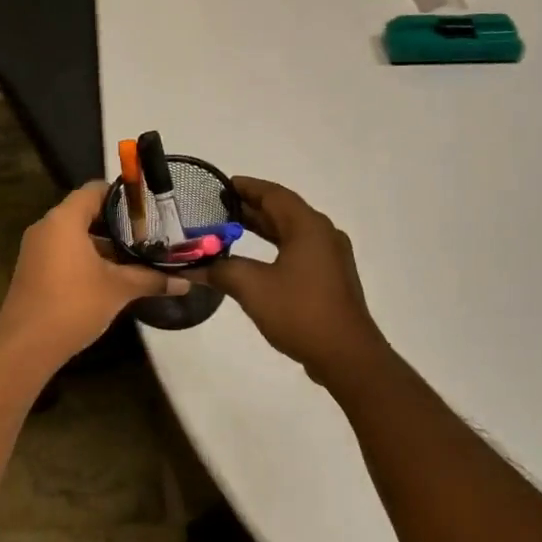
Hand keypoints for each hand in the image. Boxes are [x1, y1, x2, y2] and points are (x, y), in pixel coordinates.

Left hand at [0, 182, 186, 369]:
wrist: (26, 345)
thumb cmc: (74, 304)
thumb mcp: (118, 289)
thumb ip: (151, 279)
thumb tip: (186, 282)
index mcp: (64, 220)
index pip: (95, 190)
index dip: (122, 195)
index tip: (148, 209)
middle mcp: (47, 227)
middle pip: (86, 212)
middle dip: (117, 224)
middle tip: (149, 234)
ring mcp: (37, 249)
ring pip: (76, 235)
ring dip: (104, 245)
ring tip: (136, 256)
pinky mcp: (34, 270)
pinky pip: (64, 252)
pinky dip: (87, 258)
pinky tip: (111, 276)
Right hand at [207, 177, 390, 385]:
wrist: (346, 355)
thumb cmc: (300, 312)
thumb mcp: (252, 288)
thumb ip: (222, 271)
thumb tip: (194, 266)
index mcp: (308, 227)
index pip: (274, 194)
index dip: (247, 187)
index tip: (222, 185)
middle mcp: (323, 234)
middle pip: (283, 211)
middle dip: (251, 208)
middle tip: (218, 207)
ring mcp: (331, 257)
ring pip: (291, 232)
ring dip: (263, 229)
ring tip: (231, 229)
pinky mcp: (331, 278)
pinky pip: (299, 251)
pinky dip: (275, 248)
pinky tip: (255, 261)